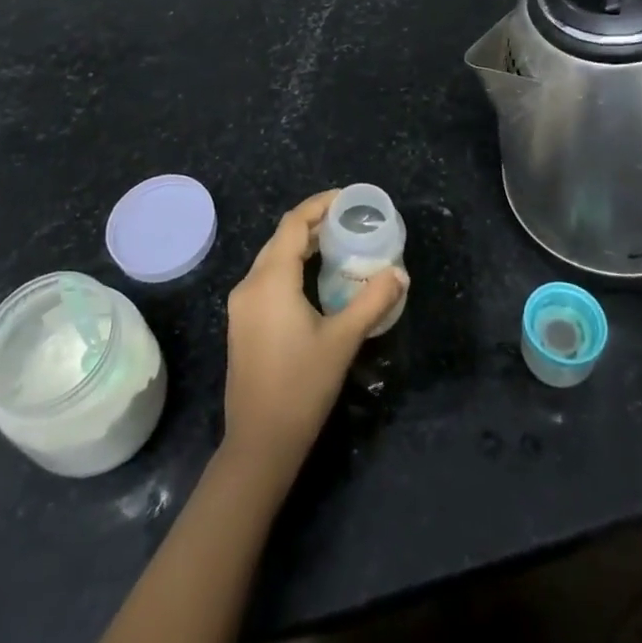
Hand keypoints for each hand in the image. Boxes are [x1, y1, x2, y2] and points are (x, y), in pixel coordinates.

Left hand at [223, 191, 403, 470]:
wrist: (259, 444)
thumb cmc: (301, 387)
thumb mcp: (343, 341)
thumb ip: (372, 301)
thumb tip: (399, 273)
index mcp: (270, 281)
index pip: (293, 224)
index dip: (319, 205)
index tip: (348, 199)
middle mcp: (250, 285)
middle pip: (282, 238)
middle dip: (314, 223)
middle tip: (350, 220)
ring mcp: (242, 305)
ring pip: (273, 258)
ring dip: (302, 245)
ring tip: (338, 243)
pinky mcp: (242, 323)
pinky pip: (268, 277)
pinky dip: (292, 266)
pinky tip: (316, 278)